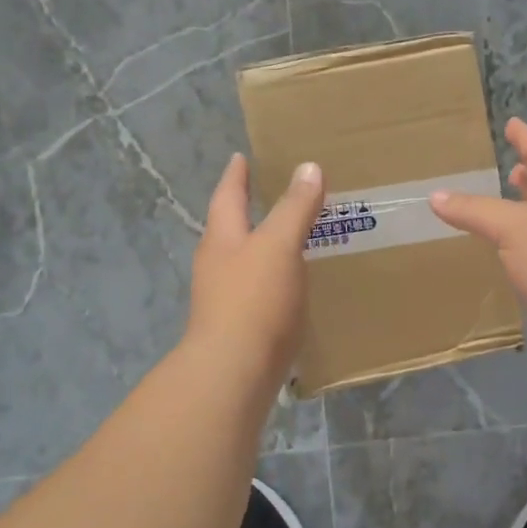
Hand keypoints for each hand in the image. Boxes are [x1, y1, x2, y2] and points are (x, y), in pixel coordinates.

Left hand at [186, 153, 323, 384]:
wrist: (235, 371)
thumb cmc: (254, 299)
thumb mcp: (279, 245)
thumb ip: (294, 207)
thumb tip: (309, 167)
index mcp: (222, 238)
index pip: (228, 196)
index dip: (236, 175)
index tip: (240, 157)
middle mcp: (217, 265)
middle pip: (229, 229)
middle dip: (245, 211)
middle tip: (267, 195)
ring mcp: (224, 299)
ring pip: (243, 261)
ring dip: (261, 247)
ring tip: (286, 238)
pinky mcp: (239, 327)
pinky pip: (257, 291)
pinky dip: (272, 279)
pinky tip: (290, 286)